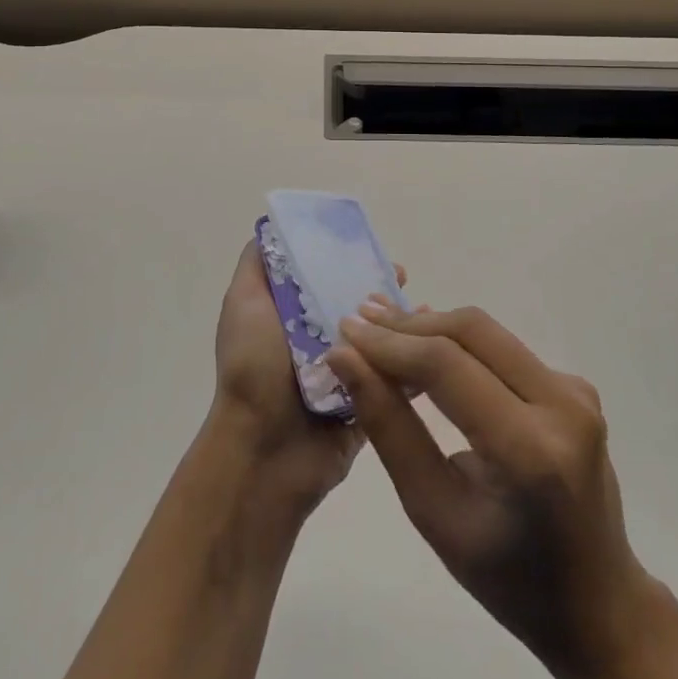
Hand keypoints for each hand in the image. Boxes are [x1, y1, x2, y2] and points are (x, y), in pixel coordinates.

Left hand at [206, 240, 405, 515]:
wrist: (263, 452)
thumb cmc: (253, 369)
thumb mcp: (243, 304)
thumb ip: (257, 266)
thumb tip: (271, 226)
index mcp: (292, 318)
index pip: (324, 278)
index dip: (346, 260)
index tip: (370, 247)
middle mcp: (318, 343)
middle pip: (356, 307)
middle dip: (380, 289)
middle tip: (402, 277)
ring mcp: (344, 375)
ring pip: (380, 340)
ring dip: (402, 323)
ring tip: (425, 309)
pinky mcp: (366, 405)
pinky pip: (396, 379)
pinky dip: (415, 361)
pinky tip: (434, 343)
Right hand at [326, 302, 666, 678]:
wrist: (597, 604)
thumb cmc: (506, 578)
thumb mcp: (433, 511)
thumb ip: (388, 427)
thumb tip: (347, 359)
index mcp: (531, 451)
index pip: (447, 367)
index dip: (390, 343)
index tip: (345, 330)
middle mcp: (564, 406)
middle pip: (472, 332)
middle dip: (409, 325)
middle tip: (360, 323)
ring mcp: (577, 392)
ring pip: (488, 333)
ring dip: (432, 328)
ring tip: (383, 331)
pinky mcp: (576, 388)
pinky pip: (505, 350)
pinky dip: (460, 346)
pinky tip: (428, 353)